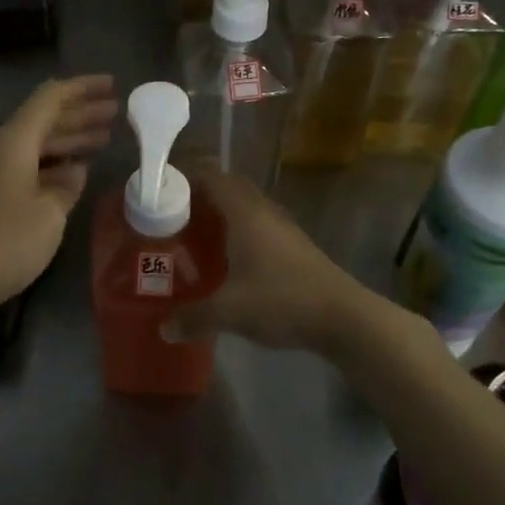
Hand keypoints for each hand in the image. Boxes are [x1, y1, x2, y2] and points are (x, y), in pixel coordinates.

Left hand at [0, 75, 117, 328]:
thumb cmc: (3, 243)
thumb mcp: (48, 214)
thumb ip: (66, 186)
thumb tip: (75, 169)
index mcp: (12, 142)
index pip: (49, 99)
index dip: (82, 89)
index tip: (112, 85)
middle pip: (41, 121)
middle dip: (79, 115)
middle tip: (115, 114)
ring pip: (32, 146)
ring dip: (66, 141)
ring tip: (101, 141)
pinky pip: (21, 168)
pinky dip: (48, 165)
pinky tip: (68, 175)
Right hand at [167, 162, 367, 356]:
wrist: (344, 317)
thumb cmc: (283, 300)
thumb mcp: (230, 312)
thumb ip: (193, 317)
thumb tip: (163, 328)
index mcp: (245, 212)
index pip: (211, 175)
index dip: (184, 178)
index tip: (159, 195)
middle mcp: (264, 211)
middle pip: (227, 188)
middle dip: (198, 198)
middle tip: (172, 219)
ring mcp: (282, 228)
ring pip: (244, 209)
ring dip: (219, 216)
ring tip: (192, 239)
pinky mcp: (293, 247)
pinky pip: (257, 227)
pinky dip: (236, 235)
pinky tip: (225, 263)